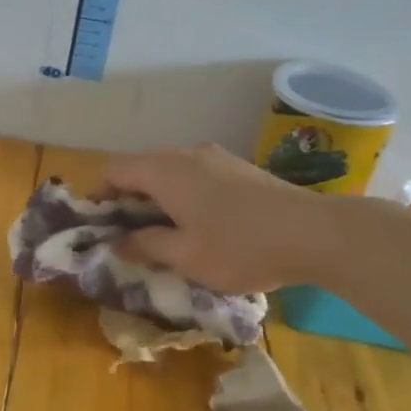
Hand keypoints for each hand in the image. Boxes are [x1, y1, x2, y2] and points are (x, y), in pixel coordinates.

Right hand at [98, 143, 332, 293]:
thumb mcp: (185, 256)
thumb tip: (118, 243)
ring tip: (158, 232)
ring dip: (155, 197)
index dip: (98, 194)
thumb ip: (145, 246)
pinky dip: (181, 194)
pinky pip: (194, 175)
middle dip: (126, 198)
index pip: (115, 170)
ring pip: (170, 171)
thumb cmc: (240, 246)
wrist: (315, 233)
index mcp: (165, 171)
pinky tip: (195, 223)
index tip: (95, 224)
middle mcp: (186, 154)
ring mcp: (216, 157)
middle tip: (123, 234)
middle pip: (141, 168)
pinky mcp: (239, 168)